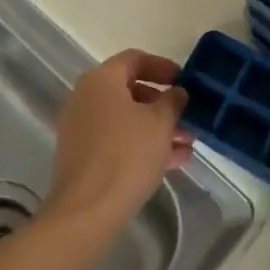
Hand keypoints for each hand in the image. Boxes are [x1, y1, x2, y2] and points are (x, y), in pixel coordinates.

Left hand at [46, 49, 191, 229]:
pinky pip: (117, 140)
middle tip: (188, 118)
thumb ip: (173, 101)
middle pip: (130, 90)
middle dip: (163, 104)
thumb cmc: (126, 155)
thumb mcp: (160, 123)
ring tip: (187, 144)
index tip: (185, 81)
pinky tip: (172, 162)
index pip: (135, 59)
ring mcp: (81, 127)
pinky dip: (142, 145)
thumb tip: (177, 92)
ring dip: (157, 128)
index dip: (163, 67)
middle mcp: (86, 97)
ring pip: (126, 119)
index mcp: (102, 80)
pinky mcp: (82, 155)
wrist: (86, 211)